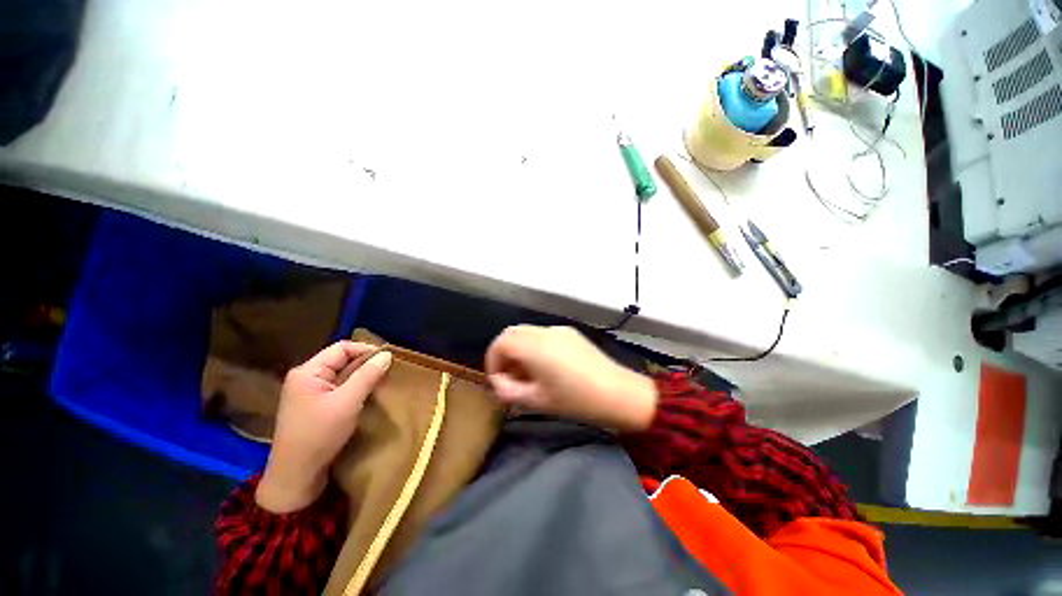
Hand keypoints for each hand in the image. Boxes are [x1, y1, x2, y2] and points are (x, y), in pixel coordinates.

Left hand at [256, 341, 391, 512]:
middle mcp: (305, 378)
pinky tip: (366, 395)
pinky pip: (337, 388)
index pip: (341, 348)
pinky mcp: (313, 406)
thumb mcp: (347, 402)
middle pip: (340, 360)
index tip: (389, 359)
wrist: (296, 475)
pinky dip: (353, 388)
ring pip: (340, 375)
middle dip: (365, 363)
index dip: (366, 350)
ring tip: (380, 382)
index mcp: (307, 372)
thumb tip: (387, 354)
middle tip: (387, 371)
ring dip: (361, 377)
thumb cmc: (319, 434)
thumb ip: (367, 375)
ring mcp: (307, 393)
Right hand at [485, 326, 656, 431]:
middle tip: (508, 376)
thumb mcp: (537, 401)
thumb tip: (498, 384)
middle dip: (504, 353)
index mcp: (534, 347)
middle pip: (512, 333)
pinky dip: (534, 346)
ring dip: (519, 349)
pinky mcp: (570, 333)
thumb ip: (509, 391)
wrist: (617, 393)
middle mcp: (544, 331)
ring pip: (527, 332)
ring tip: (526, 373)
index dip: (492, 360)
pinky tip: (545, 366)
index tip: (497, 381)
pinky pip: (543, 334)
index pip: (500, 343)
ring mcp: (559, 329)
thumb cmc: (575, 400)